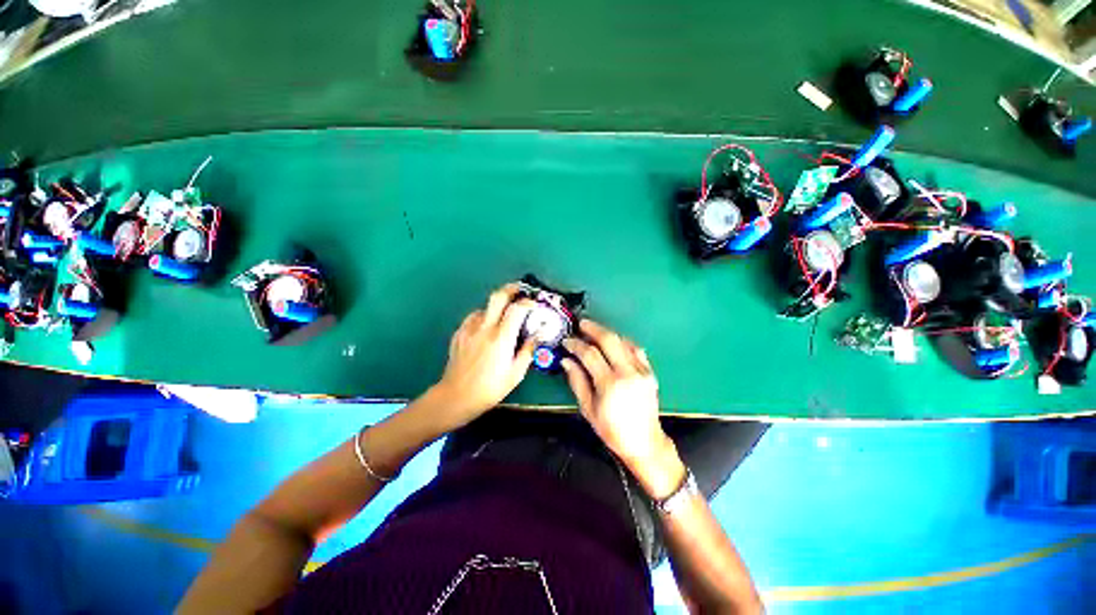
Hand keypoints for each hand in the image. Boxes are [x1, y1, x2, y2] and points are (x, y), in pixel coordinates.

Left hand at [433, 284, 537, 428]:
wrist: (456, 396)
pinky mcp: (459, 333)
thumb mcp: (516, 373)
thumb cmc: (490, 388)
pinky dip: (484, 317)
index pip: (517, 309)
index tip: (534, 305)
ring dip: (497, 306)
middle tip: (520, 289)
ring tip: (503, 315)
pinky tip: (486, 327)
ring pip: (485, 306)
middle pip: (497, 296)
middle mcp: (485, 328)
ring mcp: (469, 329)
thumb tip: (537, 335)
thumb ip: (528, 350)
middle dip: (511, 289)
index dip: (528, 303)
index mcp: (501, 338)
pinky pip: (474, 317)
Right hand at [562, 320, 685, 498]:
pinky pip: (636, 349)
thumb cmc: (612, 430)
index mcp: (610, 384)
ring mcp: (641, 370)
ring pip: (623, 341)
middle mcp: (628, 373)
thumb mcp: (588, 409)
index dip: (576, 344)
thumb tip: (566, 361)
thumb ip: (577, 381)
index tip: (567, 341)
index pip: (590, 354)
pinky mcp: (649, 372)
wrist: (645, 443)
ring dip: (607, 332)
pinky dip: (623, 342)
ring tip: (594, 330)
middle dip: (593, 328)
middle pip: (609, 340)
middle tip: (581, 324)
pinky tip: (614, 342)